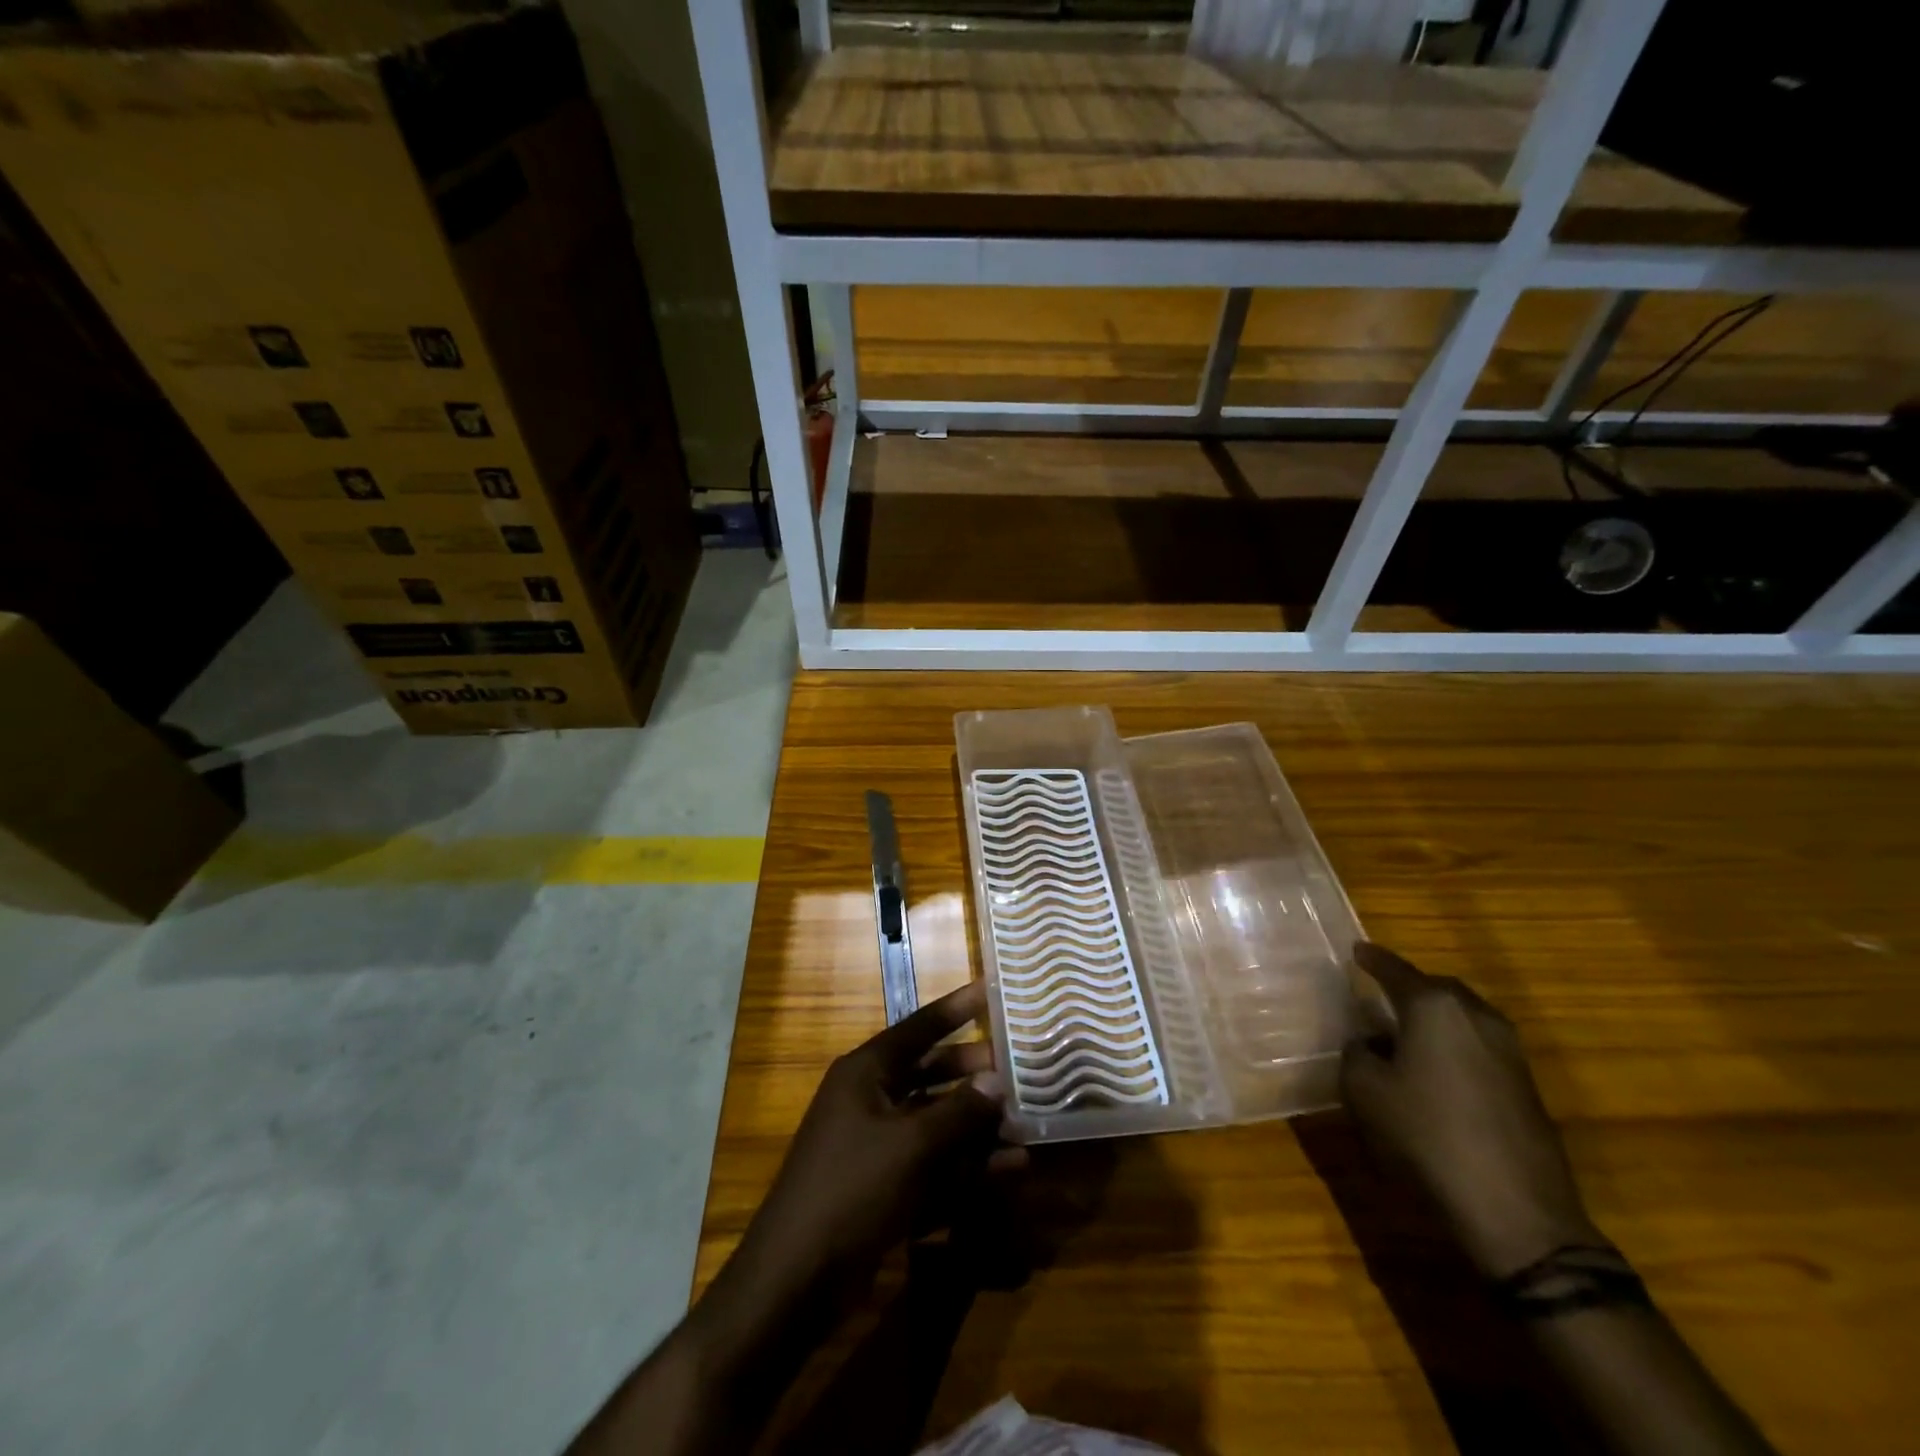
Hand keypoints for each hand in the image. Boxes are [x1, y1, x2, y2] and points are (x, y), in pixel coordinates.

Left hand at [736, 981, 1022, 1293]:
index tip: (990, 988)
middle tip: (1018, 1066)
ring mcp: (876, 1144)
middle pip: (930, 1073)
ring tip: (1025, 1124)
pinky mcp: (884, 1186)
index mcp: (866, 1072)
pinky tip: (1009, 1170)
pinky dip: (967, 1167)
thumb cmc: (852, 1189)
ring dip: (978, 1126)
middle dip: (973, 1072)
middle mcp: (870, 1099)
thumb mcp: (911, 1145)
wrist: (796, 1279)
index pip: (919, 1027)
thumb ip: (959, 1111)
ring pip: (936, 1122)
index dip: (956, 1008)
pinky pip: (933, 1164)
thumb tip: (997, 1079)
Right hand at [1341, 942, 1602, 1278]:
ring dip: (1434, 1021)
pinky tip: (1436, 1074)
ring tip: (1405, 1036)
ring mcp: (1510, 1052)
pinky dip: (1454, 1048)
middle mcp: (1477, 1016)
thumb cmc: (1426, 1135)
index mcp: (1434, 1007)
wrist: (1516, 1212)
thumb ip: (1358, 1053)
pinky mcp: (1527, 1087)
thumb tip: (1370, 1043)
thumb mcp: (1364, 1090)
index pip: (1395, 969)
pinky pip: (1479, 1048)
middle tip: (1380, 994)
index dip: (1372, 959)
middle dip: (1408, 987)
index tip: (1356, 951)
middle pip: (1437, 988)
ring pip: (1463, 1018)